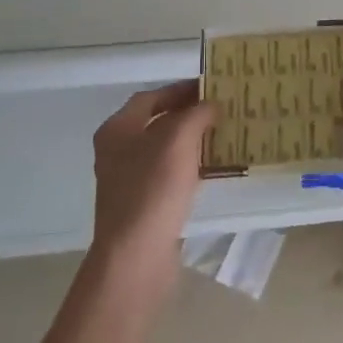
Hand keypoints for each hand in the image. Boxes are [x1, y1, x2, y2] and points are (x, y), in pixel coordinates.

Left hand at [89, 81, 216, 289]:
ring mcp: (129, 180)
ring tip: (225, 134)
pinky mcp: (144, 205)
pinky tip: (214, 168)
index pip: (150, 97)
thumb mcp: (178, 140)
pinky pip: (170, 175)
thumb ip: (195, 115)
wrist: (136, 256)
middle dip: (189, 114)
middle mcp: (118, 151)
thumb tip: (210, 105)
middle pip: (157, 122)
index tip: (211, 87)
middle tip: (222, 109)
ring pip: (165, 150)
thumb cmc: (153, 189)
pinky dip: (191, 166)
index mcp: (117, 130)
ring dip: (193, 141)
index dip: (180, 89)